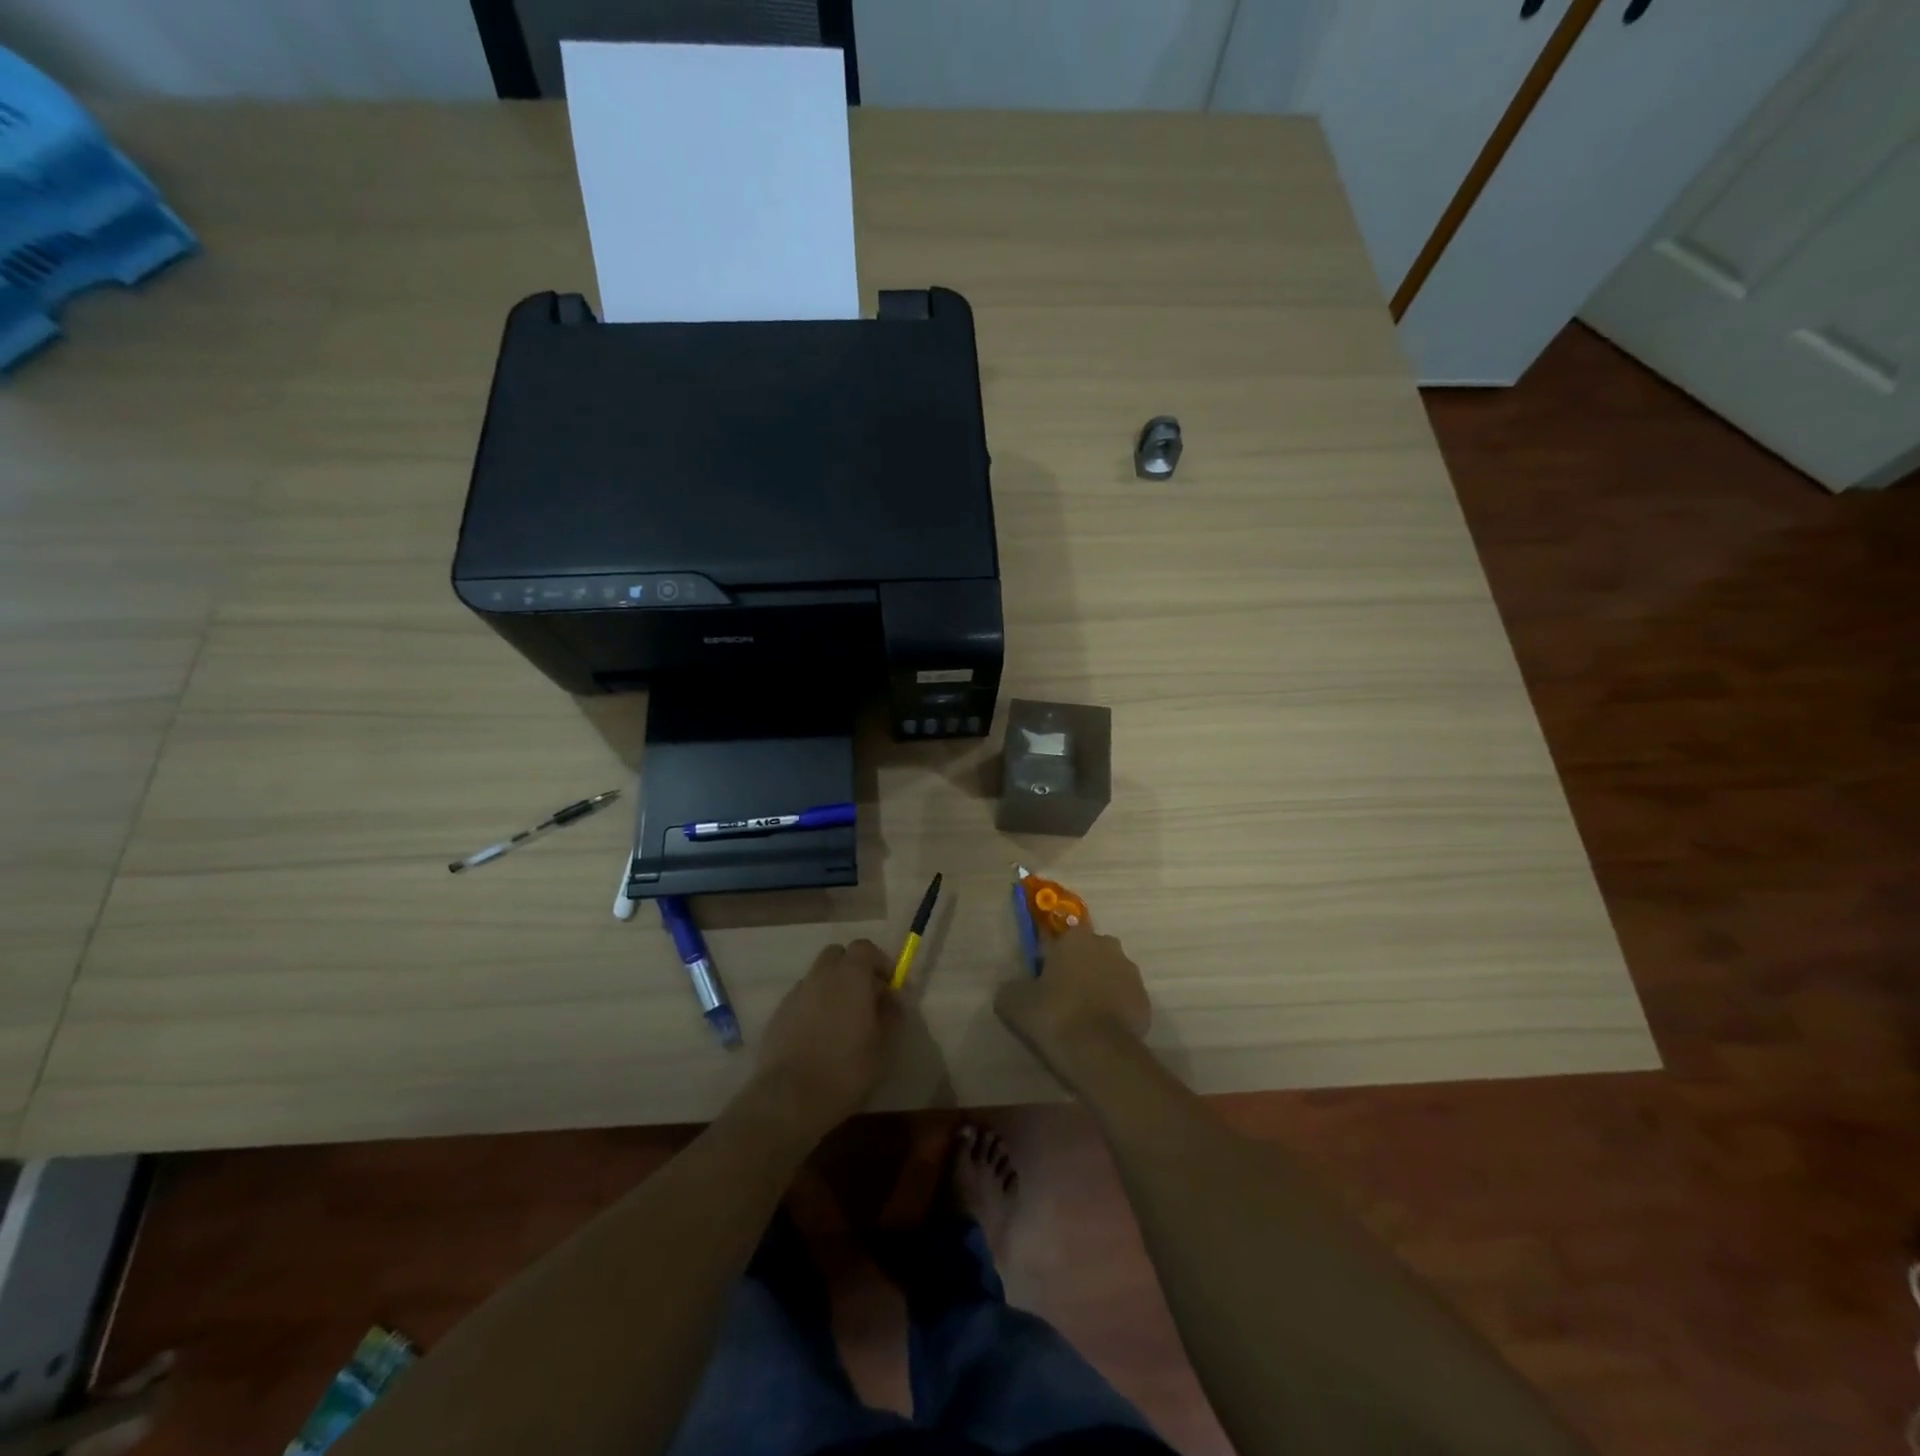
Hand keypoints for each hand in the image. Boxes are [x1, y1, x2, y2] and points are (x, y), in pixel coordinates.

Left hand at [752, 940, 900, 1135]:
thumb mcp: (884, 1045)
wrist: (790, 1098)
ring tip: (842, 1022)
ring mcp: (796, 993)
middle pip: (837, 955)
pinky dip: (814, 1007)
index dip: (879, 962)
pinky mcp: (778, 1014)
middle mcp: (820, 975)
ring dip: (832, 989)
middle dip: (853, 969)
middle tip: (865, 998)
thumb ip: (891, 1014)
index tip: (888, 985)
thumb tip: (892, 998)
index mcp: (850, 975)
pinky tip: (819, 1037)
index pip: (864, 947)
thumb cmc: (847, 1069)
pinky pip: (802, 999)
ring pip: (818, 977)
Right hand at [995, 925, 1150, 1083]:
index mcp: (1076, 937)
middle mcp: (1107, 946)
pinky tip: (1100, 1029)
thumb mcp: (1014, 1002)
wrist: (1100, 1053)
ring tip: (1082, 1016)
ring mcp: (1131, 972)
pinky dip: (1114, 1007)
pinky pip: (1123, 997)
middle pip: (1088, 952)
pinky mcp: (1145, 999)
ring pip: (1108, 973)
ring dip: (1098, 986)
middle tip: (1061, 996)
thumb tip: (1013, 988)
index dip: (1049, 956)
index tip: (1042, 978)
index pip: (1059, 936)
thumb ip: (1011, 987)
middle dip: (1077, 967)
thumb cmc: (1055, 1015)